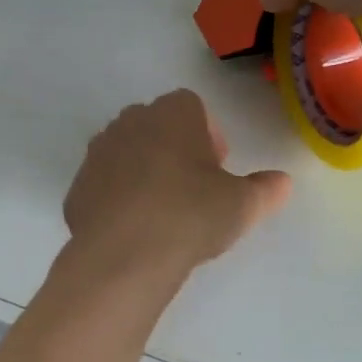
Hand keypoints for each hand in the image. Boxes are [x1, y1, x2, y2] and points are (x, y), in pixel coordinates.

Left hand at [64, 91, 290, 272]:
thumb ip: (266, 189)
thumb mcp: (243, 205)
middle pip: (157, 126)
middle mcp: (130, 121)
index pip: (192, 106)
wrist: (124, 255)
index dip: (208, 135)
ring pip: (127, 152)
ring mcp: (98, 153)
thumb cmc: (191, 215)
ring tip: (162, 211)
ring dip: (143, 171)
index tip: (217, 168)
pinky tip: (133, 230)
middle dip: (174, 149)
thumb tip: (283, 182)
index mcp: (172, 113)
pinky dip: (118, 198)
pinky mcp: (77, 187)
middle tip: (193, 188)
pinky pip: (104, 184)